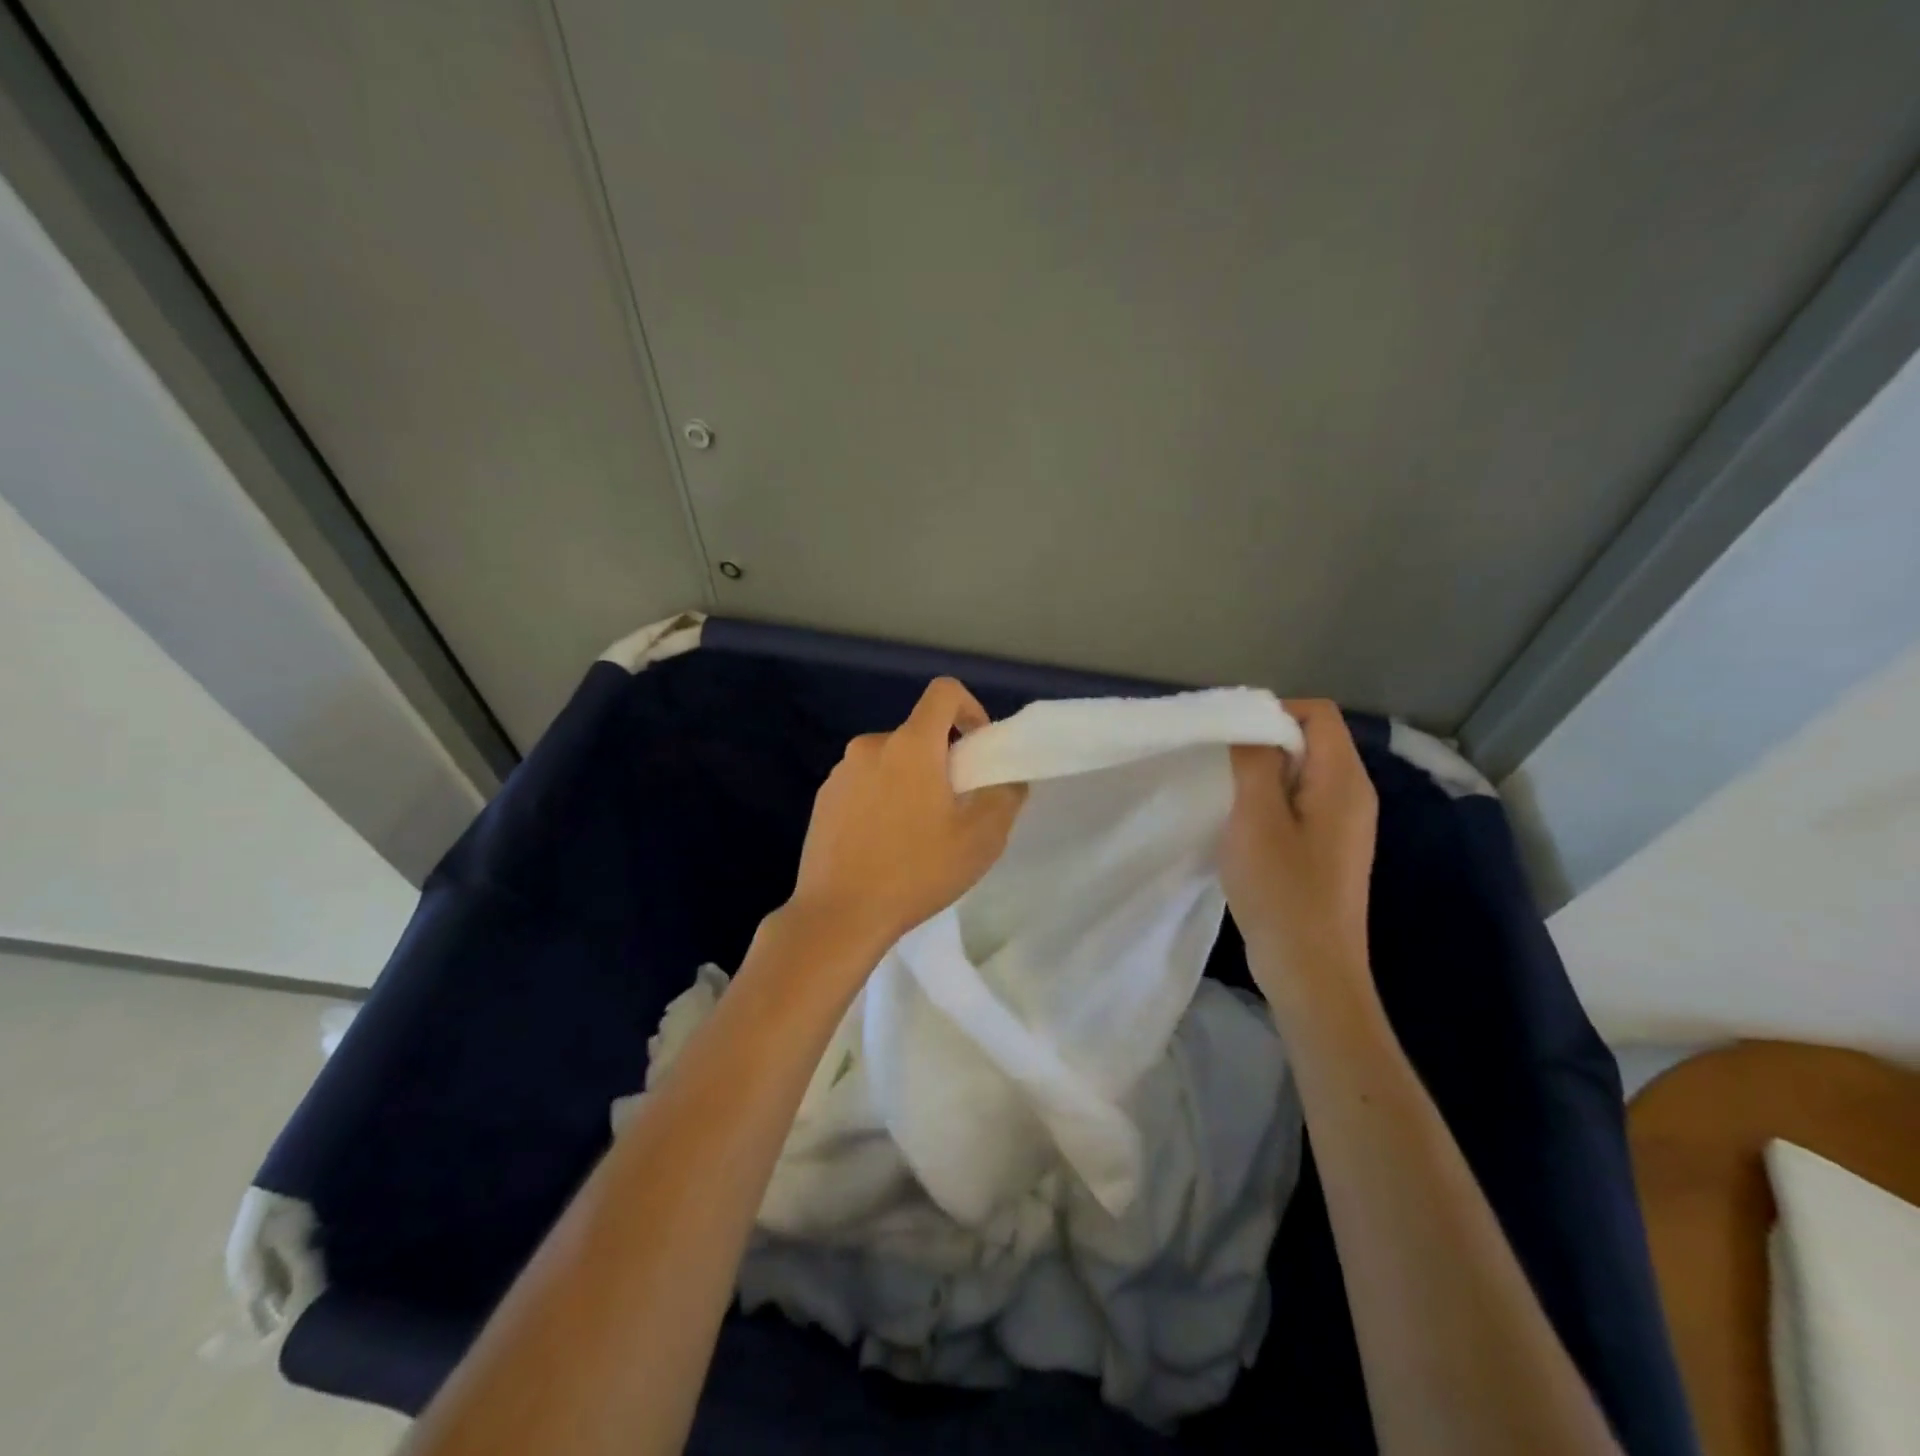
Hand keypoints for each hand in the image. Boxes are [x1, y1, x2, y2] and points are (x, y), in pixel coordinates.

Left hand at [786, 677, 1026, 961]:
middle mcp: (870, 746)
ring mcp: (840, 774)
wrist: (839, 915)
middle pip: (917, 734)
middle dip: (941, 760)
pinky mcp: (822, 801)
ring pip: (889, 762)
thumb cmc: (917, 871)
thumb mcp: (981, 838)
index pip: (943, 692)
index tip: (976, 748)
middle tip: (953, 808)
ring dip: (909, 782)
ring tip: (917, 834)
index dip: (969, 708)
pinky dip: (880, 800)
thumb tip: (1007, 779)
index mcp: (910, 745)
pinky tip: (883, 846)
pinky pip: (862, 785)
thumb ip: (1005, 796)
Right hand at [1220, 699, 1378, 1010]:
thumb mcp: (1256, 818)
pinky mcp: (1329, 848)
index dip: (1273, 713)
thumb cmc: (1283, 891)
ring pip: (1302, 773)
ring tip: (1228, 798)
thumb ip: (1254, 762)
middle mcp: (1353, 795)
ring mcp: (1344, 824)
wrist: (1311, 970)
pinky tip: (1245, 828)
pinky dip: (1271, 802)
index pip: (1317, 714)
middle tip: (1222, 769)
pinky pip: (1301, 803)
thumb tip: (1250, 725)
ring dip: (1263, 776)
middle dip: (1264, 743)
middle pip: (1311, 740)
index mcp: (1344, 781)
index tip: (1231, 739)